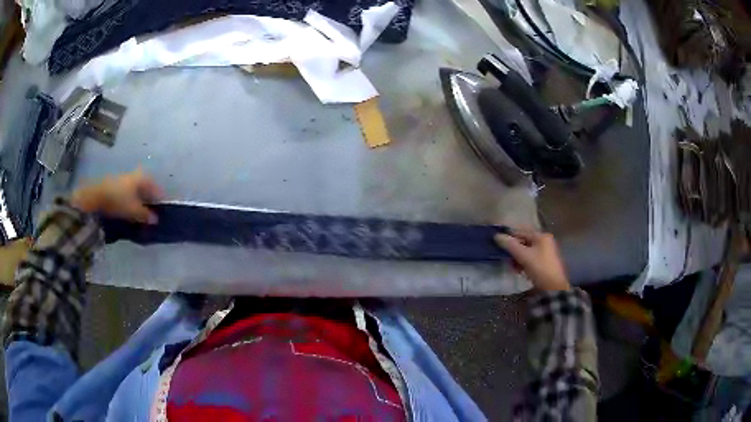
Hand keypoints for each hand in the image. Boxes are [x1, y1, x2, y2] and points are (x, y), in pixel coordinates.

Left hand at [71, 170, 163, 223]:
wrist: (95, 196)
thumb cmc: (119, 200)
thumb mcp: (134, 210)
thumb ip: (145, 215)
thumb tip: (155, 219)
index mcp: (142, 178)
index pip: (156, 188)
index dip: (159, 199)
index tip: (162, 210)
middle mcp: (135, 175)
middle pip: (146, 187)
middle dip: (149, 199)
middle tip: (151, 212)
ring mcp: (124, 179)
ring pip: (136, 189)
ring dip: (139, 199)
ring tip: (140, 212)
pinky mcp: (115, 184)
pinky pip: (128, 192)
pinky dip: (131, 200)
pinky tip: (129, 209)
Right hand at [495, 229, 569, 290]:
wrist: (553, 288)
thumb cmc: (539, 268)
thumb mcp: (524, 256)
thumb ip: (510, 245)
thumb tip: (497, 236)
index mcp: (541, 236)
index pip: (521, 232)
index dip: (509, 236)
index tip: (497, 242)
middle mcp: (544, 242)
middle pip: (523, 242)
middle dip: (513, 250)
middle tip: (504, 257)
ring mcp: (544, 253)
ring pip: (526, 251)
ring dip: (517, 258)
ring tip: (511, 266)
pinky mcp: (543, 263)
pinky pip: (529, 259)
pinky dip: (522, 263)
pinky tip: (518, 270)